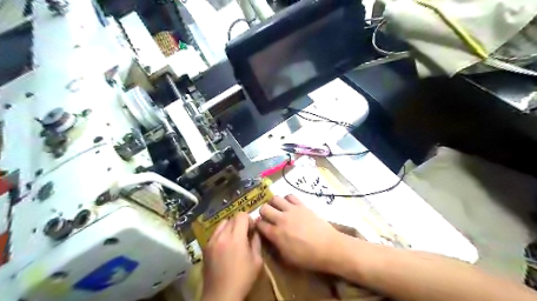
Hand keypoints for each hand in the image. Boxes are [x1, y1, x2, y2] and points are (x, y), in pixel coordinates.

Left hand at [202, 212, 261, 300]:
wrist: (221, 295)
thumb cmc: (243, 279)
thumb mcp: (257, 261)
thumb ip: (256, 242)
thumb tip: (255, 231)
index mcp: (236, 238)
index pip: (241, 215)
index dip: (249, 219)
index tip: (252, 229)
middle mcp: (222, 236)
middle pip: (232, 218)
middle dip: (240, 223)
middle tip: (245, 234)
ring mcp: (211, 241)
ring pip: (222, 224)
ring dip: (230, 227)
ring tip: (234, 239)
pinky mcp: (205, 248)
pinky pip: (215, 233)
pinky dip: (222, 234)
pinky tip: (225, 247)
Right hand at [256, 195, 343, 272]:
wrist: (329, 247)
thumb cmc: (308, 257)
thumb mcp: (288, 258)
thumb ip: (276, 245)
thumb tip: (270, 237)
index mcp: (276, 234)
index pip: (259, 224)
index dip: (257, 225)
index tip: (260, 226)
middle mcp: (281, 219)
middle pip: (264, 208)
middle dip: (263, 212)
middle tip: (268, 217)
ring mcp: (292, 210)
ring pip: (275, 198)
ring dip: (273, 203)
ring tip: (277, 209)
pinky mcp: (302, 205)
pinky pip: (290, 196)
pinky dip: (287, 199)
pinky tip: (289, 205)